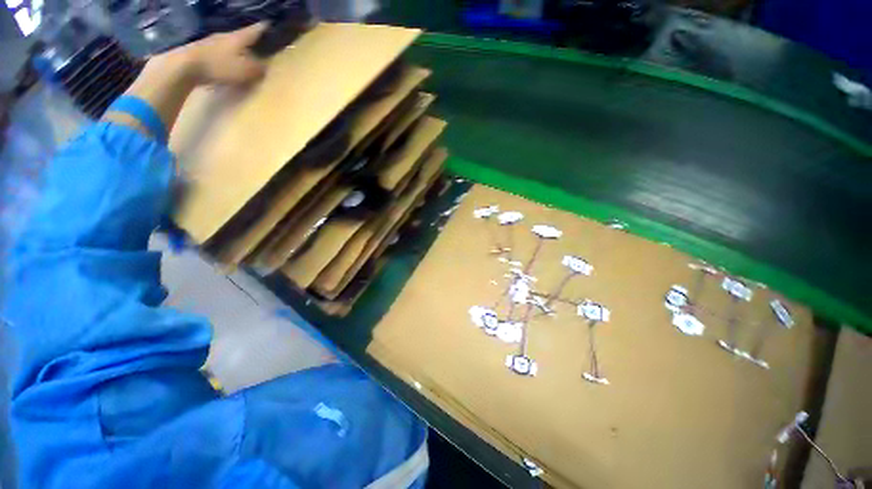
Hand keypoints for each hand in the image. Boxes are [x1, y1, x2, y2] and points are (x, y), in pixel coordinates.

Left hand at [169, 23, 268, 85]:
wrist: (186, 65)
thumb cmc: (220, 66)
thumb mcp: (245, 70)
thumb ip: (258, 68)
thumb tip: (266, 65)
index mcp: (238, 38)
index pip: (253, 30)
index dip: (262, 28)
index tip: (269, 24)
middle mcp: (225, 36)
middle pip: (241, 37)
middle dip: (249, 40)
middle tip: (258, 44)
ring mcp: (212, 42)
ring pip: (229, 44)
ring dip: (237, 49)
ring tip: (243, 55)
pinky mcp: (202, 51)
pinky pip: (220, 52)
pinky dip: (226, 56)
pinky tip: (228, 62)